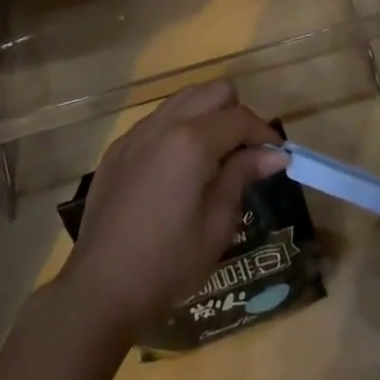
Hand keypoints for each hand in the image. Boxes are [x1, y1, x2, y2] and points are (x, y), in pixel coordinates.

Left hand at [57, 81, 285, 338]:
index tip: (278, 158)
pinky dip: (178, 129)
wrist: (100, 287)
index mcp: (191, 142)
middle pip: (213, 92)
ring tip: (215, 158)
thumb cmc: (167, 264)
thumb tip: (274, 153)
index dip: (265, 134)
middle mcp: (163, 124)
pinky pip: (158, 120)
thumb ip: (242, 176)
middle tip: (245, 154)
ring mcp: (136, 133)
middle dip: (236, 115)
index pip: (240, 118)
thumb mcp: (216, 225)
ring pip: (183, 99)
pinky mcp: (119, 147)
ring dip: (207, 117)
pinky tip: (179, 170)